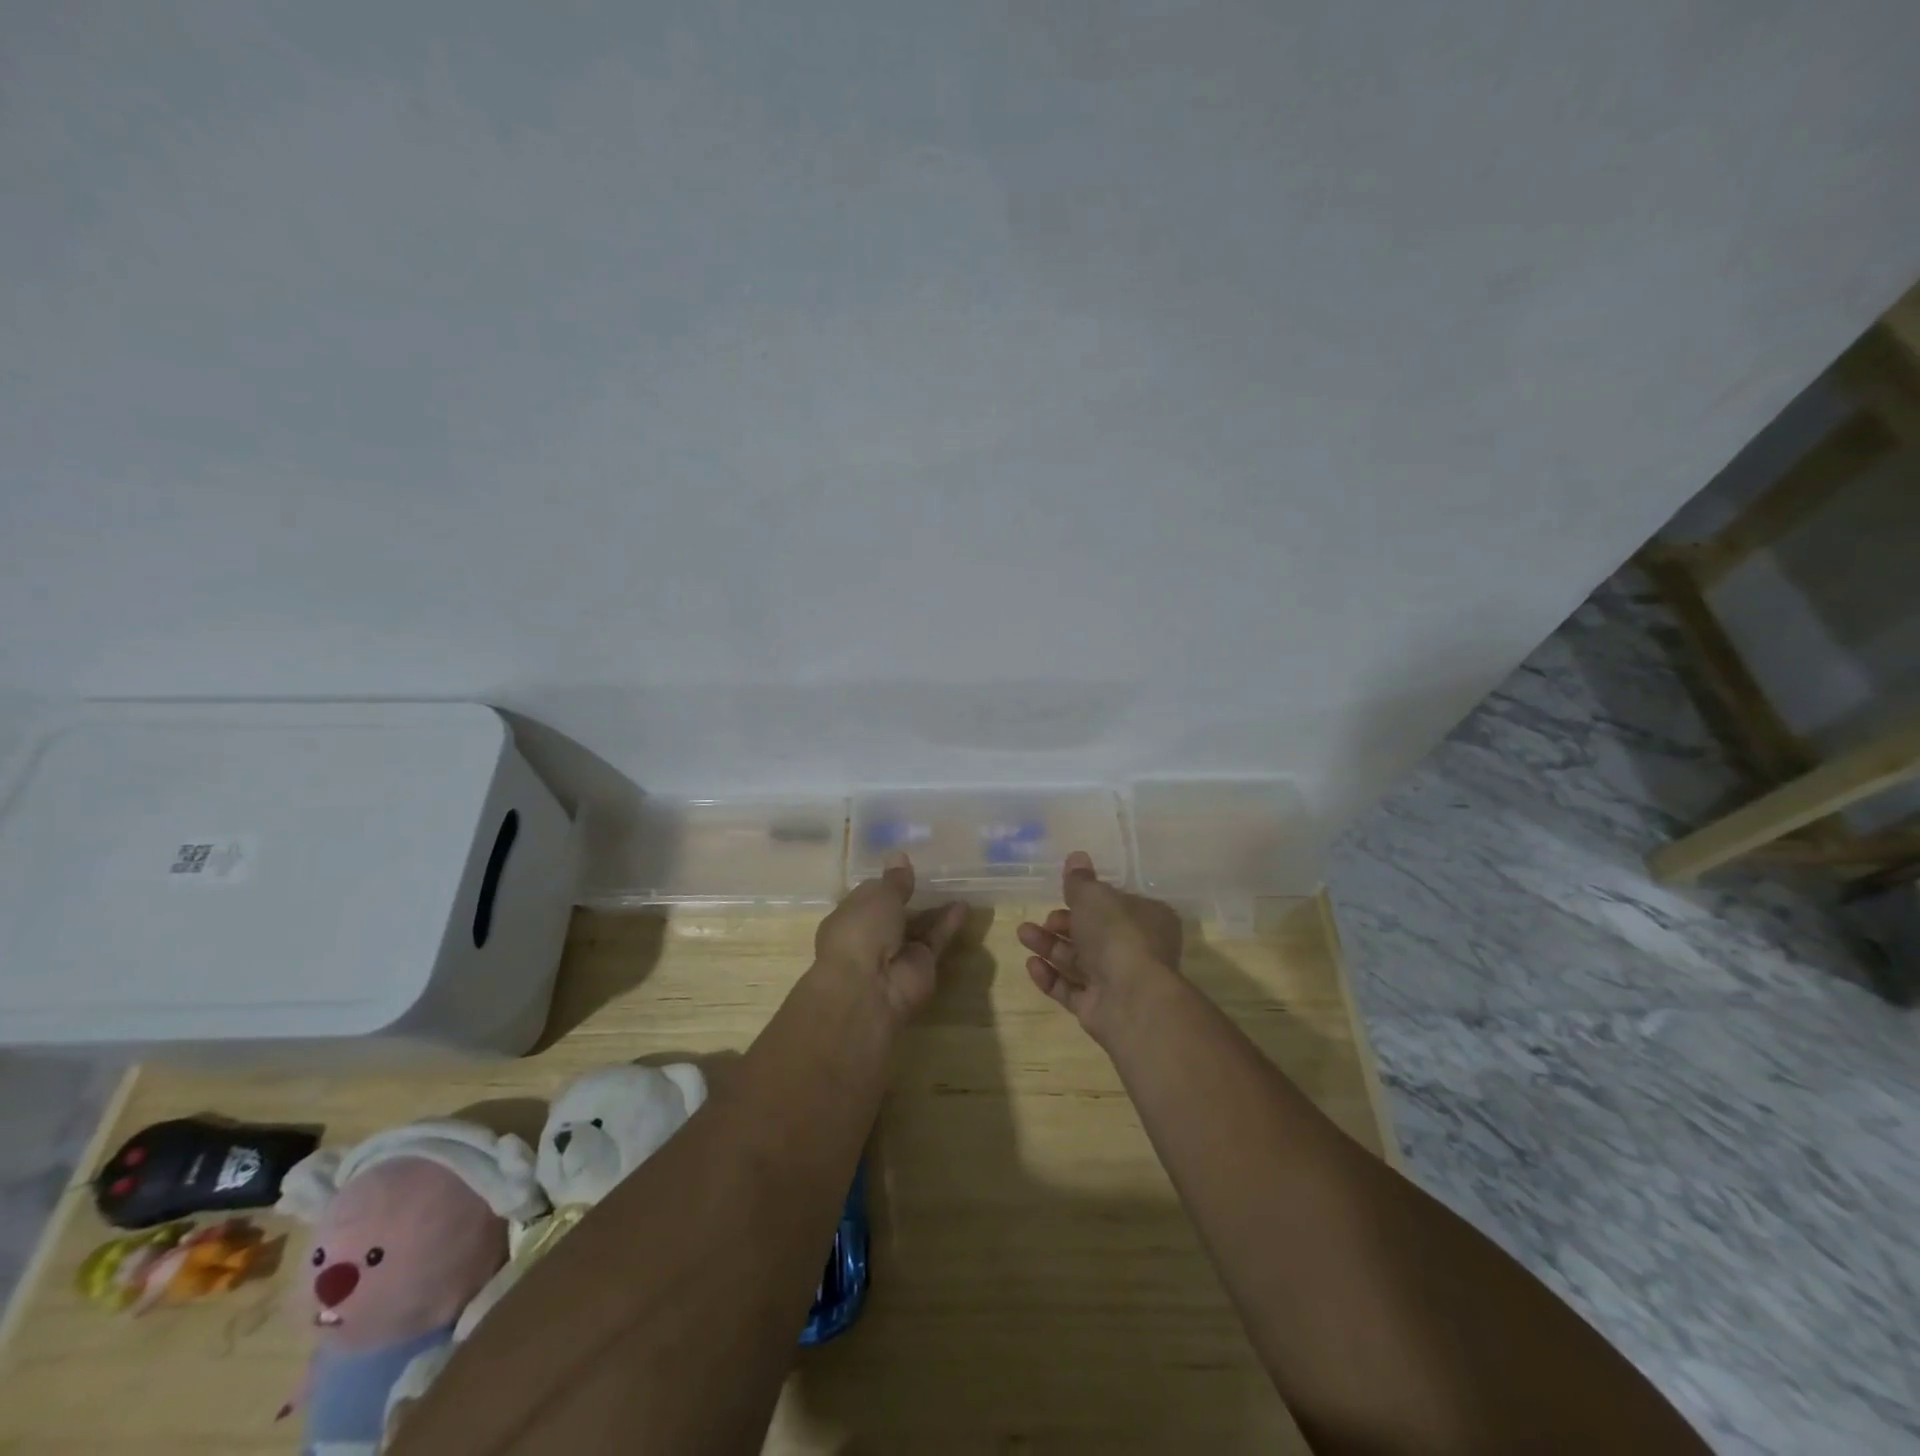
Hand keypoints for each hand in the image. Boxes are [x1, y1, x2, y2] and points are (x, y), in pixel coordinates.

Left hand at [813, 853, 965, 1025]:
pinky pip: (935, 940)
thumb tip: (899, 856)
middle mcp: (871, 936)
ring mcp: (897, 953)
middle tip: (935, 873)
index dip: (886, 882)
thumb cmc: (861, 931)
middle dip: (911, 896)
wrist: (869, 988)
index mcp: (849, 918)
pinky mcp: (922, 966)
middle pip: (895, 913)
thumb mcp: (878, 896)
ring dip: (934, 910)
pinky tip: (964, 906)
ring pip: (918, 927)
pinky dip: (948, 924)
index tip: (905, 866)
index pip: (869, 896)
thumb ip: (895, 880)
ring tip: (956, 886)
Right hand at [1017, 851, 1183, 1045]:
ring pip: (1079, 961)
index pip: (1116, 905)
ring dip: (1050, 946)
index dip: (1089, 899)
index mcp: (1148, 919)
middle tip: (1043, 919)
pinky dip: (1051, 976)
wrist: (1130, 998)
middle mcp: (1136, 949)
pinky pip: (1071, 989)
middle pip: (1094, 934)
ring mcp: (1118, 982)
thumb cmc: (1117, 934)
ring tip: (1022, 934)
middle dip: (1063, 924)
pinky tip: (1031, 964)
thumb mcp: (1095, 896)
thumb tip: (1077, 857)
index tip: (1063, 894)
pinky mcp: (1099, 1008)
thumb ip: (1081, 880)